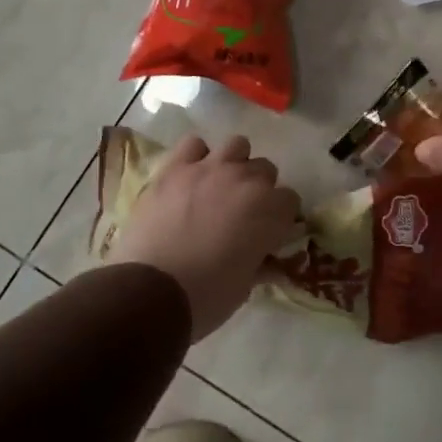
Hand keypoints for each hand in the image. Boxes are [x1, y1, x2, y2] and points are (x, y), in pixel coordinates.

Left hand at [111, 134, 301, 340]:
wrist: (150, 292)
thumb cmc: (206, 297)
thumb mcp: (245, 286)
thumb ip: (259, 263)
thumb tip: (265, 260)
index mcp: (270, 211)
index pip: (290, 200)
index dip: (280, 217)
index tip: (268, 233)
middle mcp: (246, 180)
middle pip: (265, 169)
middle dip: (259, 189)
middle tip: (243, 213)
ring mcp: (209, 169)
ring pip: (237, 145)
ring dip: (234, 163)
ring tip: (219, 186)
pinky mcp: (175, 168)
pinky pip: (194, 144)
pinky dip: (196, 157)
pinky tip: (190, 176)